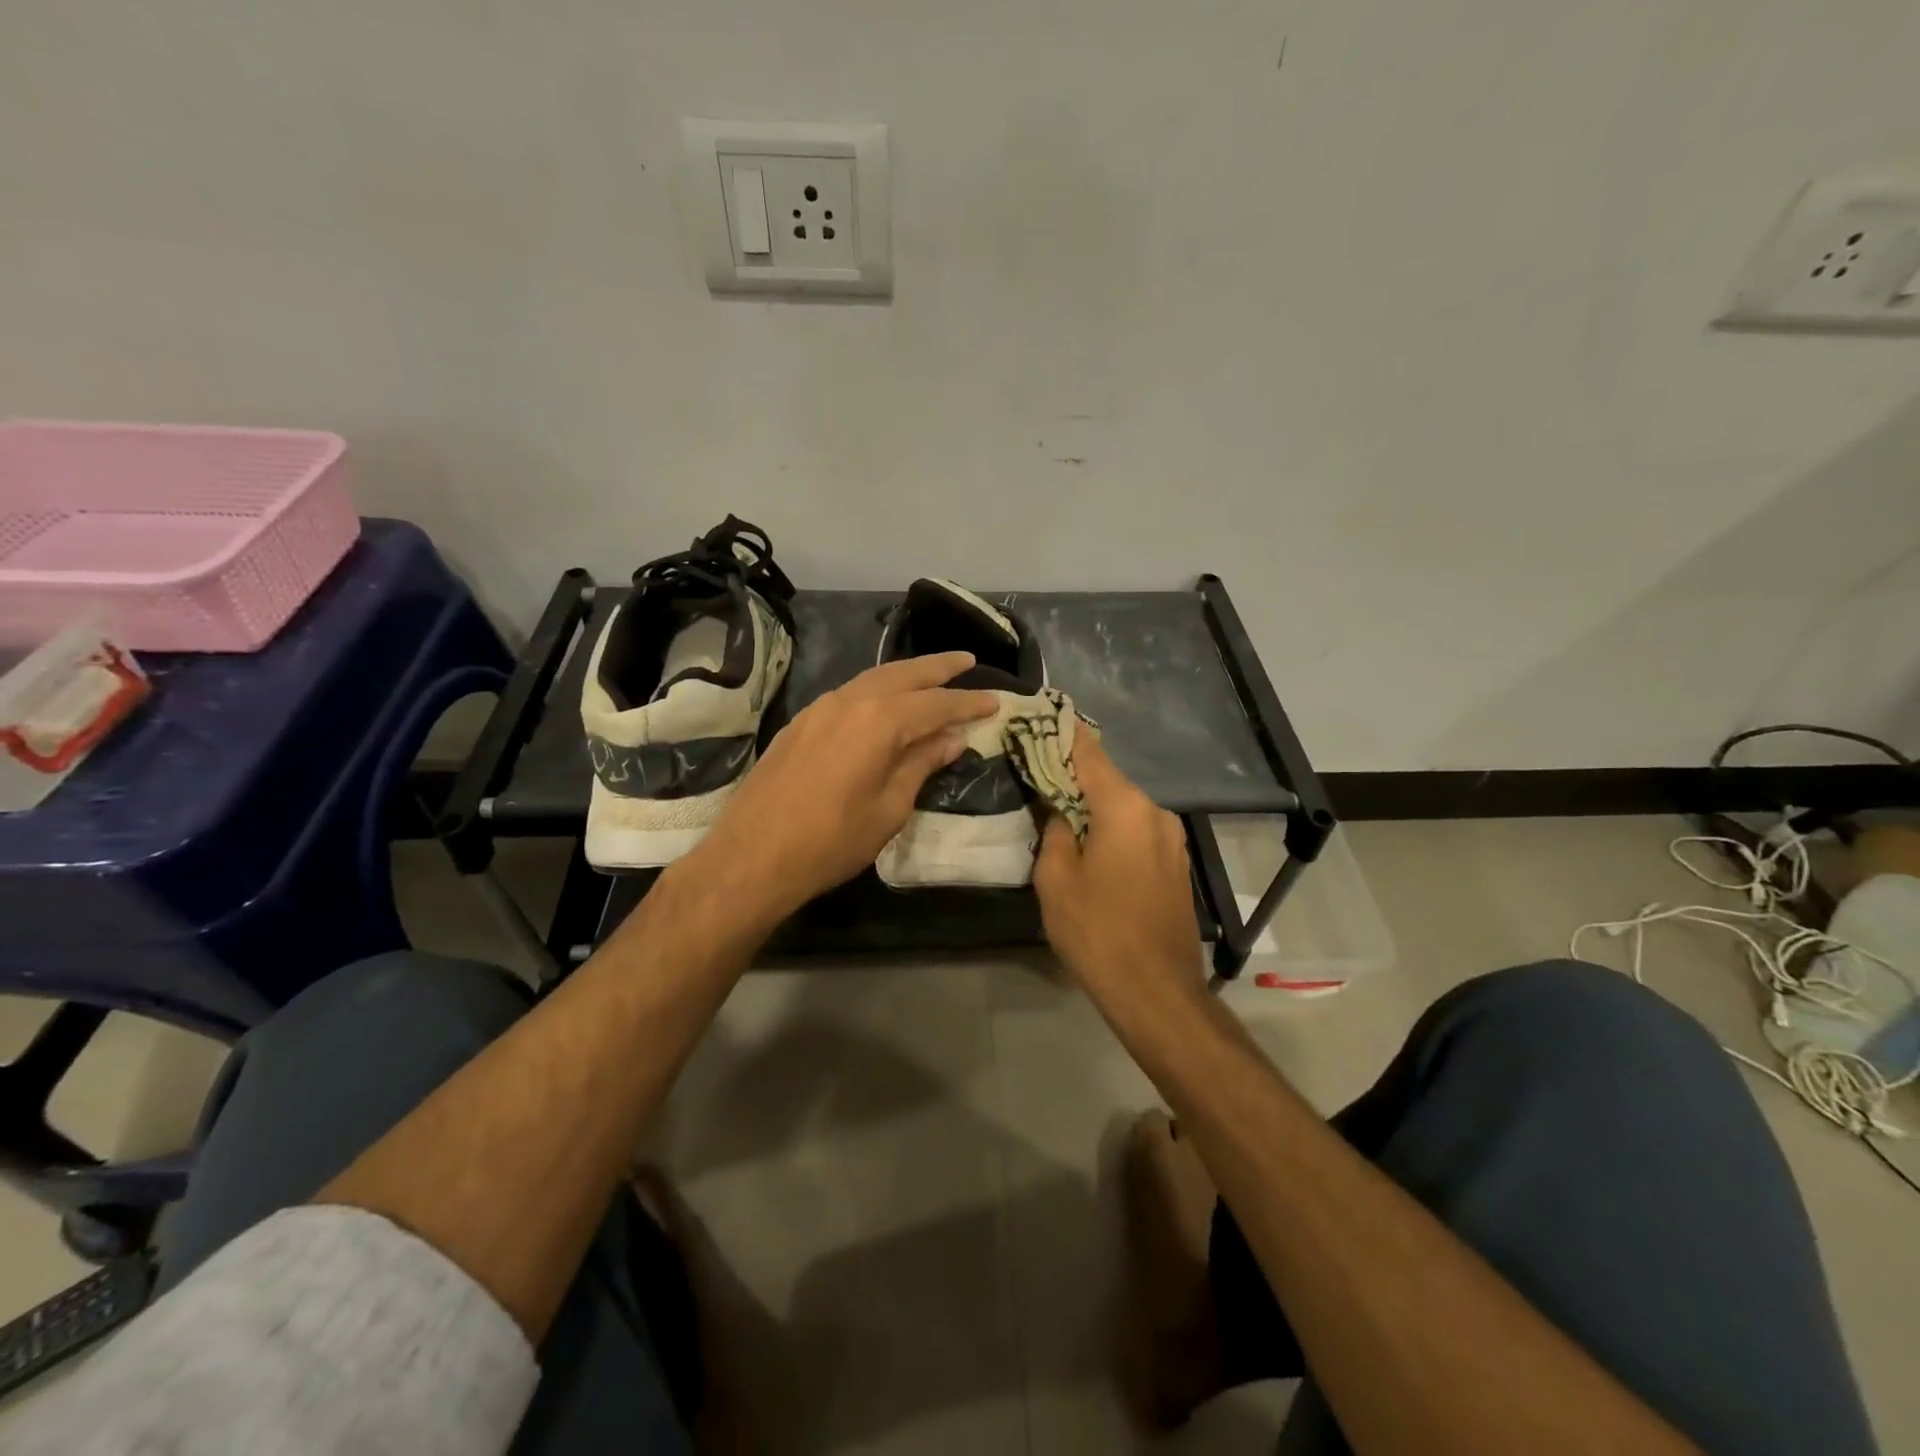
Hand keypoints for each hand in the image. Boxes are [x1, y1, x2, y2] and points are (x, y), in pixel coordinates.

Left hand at [687, 652, 999, 922]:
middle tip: (967, 661)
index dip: (968, 701)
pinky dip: (876, 689)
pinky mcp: (800, 722)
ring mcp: (820, 708)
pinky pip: (849, 693)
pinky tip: (884, 701)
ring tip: (931, 675)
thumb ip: (921, 765)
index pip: (937, 703)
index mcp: (880, 721)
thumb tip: (951, 738)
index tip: (995, 699)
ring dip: (906, 674)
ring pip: (872, 679)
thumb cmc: (831, 841)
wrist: (752, 856)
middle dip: (938, 667)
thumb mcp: (889, 809)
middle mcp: (850, 701)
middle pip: (903, 675)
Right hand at [1033, 733, 1205, 1008]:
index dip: (1064, 734)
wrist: (1156, 991)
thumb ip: (1055, 832)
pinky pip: (1138, 832)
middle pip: (1108, 781)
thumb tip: (1060, 813)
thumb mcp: (1056, 879)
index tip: (1043, 716)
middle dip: (1074, 776)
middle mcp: (1155, 812)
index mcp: (1125, 807)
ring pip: (1124, 809)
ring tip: (1058, 812)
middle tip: (1037, 772)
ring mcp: (1172, 839)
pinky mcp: (1177, 864)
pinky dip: (1113, 829)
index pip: (1089, 754)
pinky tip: (1090, 845)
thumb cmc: (1097, 931)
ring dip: (1094, 807)